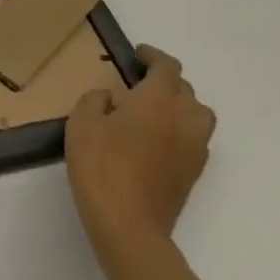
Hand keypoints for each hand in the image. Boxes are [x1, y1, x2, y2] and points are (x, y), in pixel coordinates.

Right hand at [65, 45, 215, 264]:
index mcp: (157, 100)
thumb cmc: (101, 166)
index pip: (167, 67)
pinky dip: (181, 130)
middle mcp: (183, 118)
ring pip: (198, 113)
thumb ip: (95, 101)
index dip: (153, 56)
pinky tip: (158, 141)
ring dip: (180, 105)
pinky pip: (195, 138)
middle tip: (139, 84)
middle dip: (165, 81)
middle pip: (185, 89)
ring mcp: (193, 147)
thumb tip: (110, 98)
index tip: (137, 55)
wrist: (129, 224)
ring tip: (155, 111)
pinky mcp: (194, 173)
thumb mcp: (81, 124)